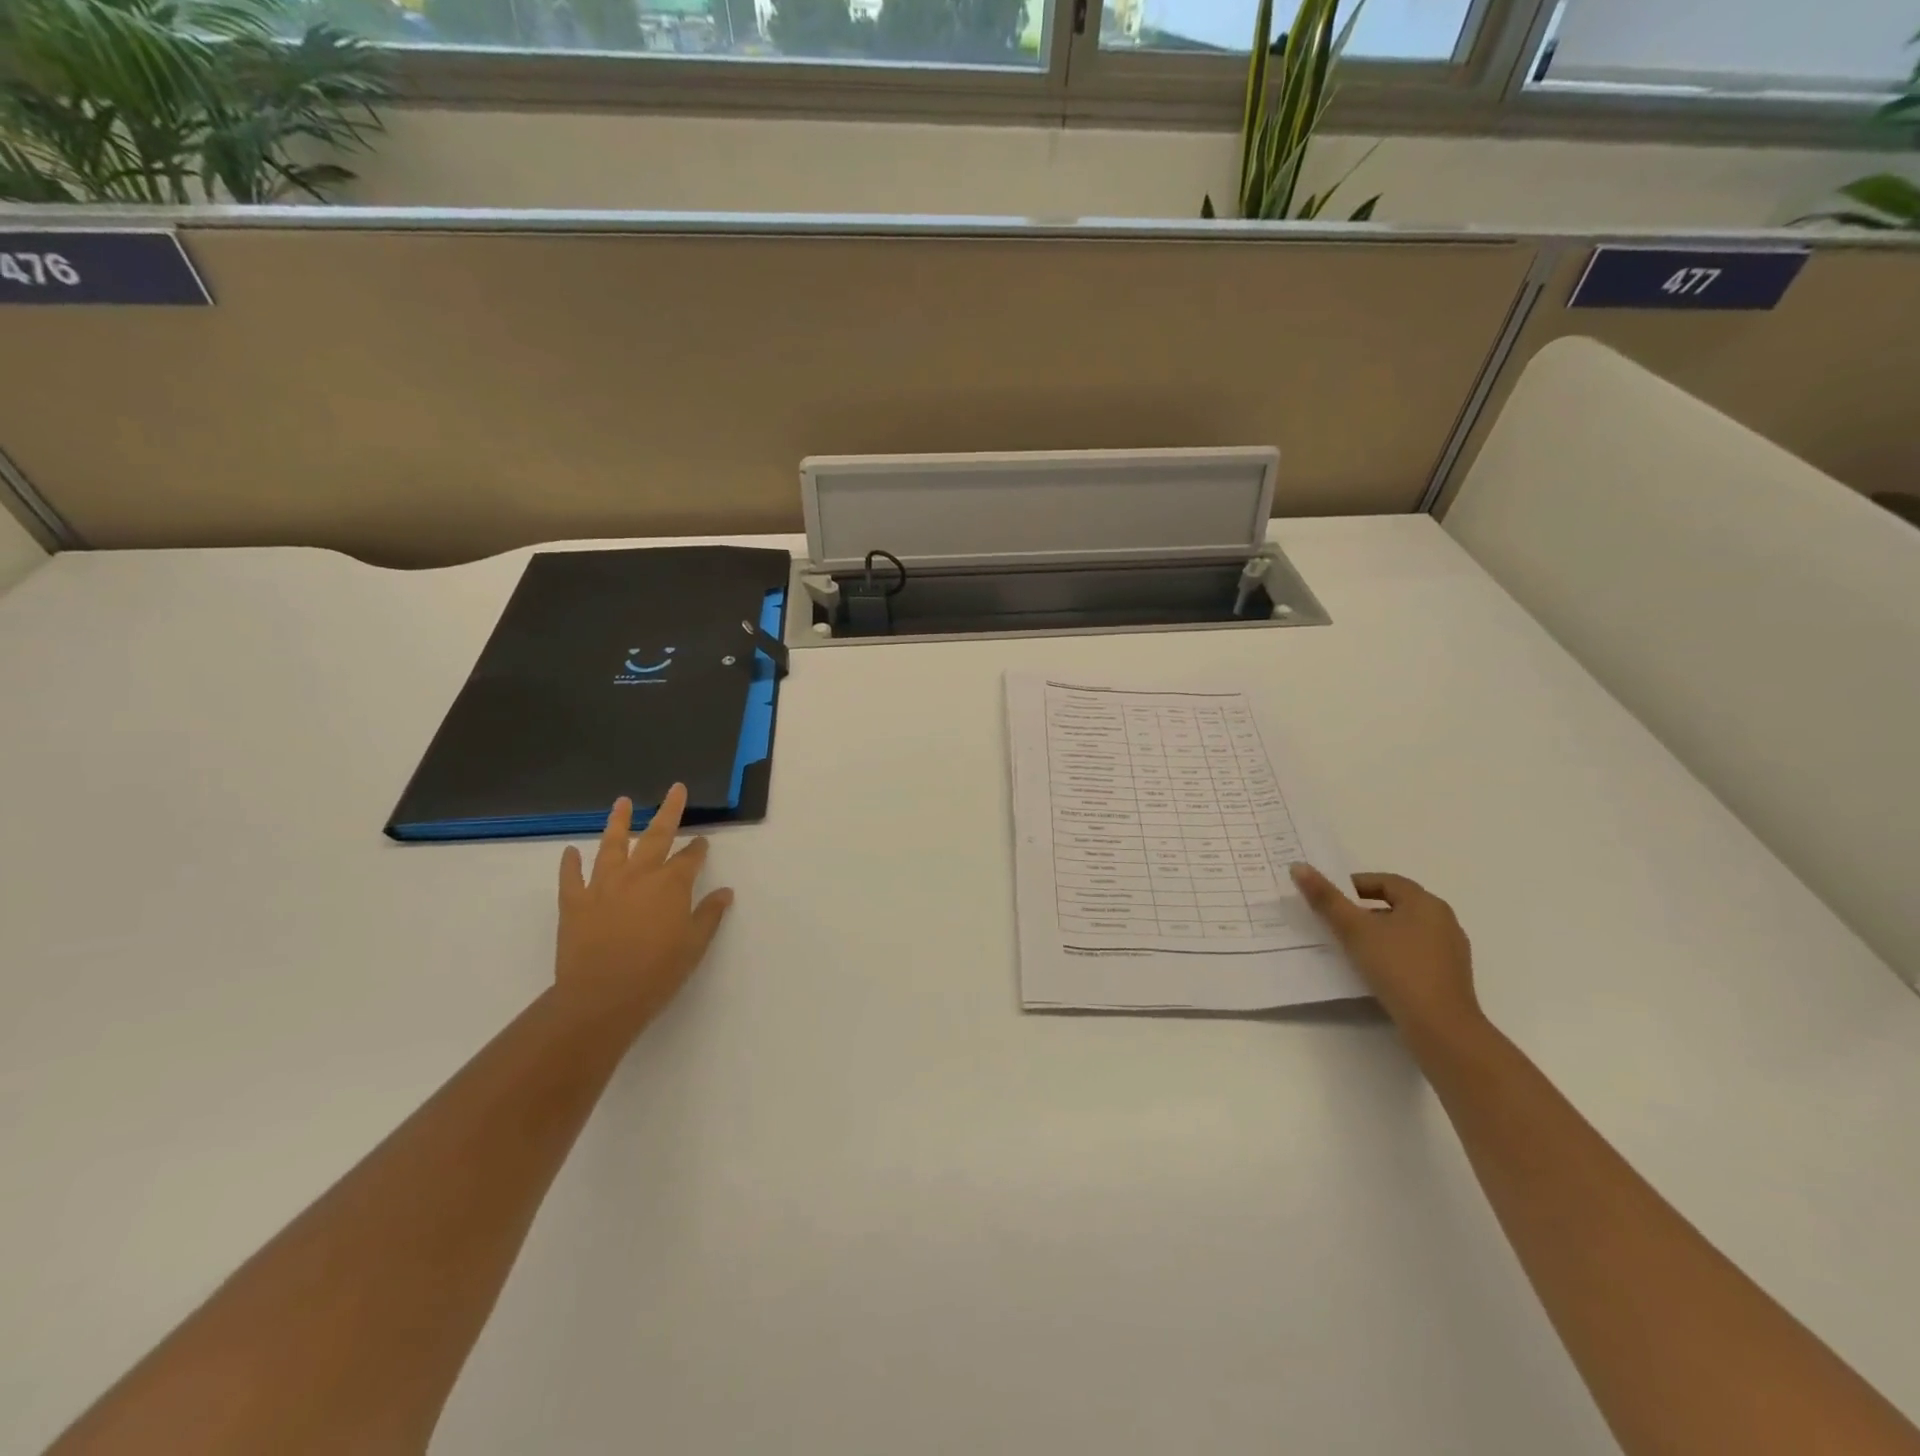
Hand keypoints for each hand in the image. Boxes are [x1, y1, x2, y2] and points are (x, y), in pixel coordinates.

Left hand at [554, 785, 732, 1030]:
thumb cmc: (657, 973)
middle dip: (669, 811)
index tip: (702, 841)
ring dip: (618, 822)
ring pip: (612, 846)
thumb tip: (724, 892)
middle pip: (656, 836)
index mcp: (670, 884)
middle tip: (675, 789)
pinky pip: (571, 877)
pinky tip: (570, 851)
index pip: (689, 858)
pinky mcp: (574, 903)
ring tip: (622, 802)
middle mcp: (638, 875)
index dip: (698, 849)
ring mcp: (603, 886)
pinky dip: (570, 863)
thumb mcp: (694, 945)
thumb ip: (709, 915)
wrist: (601, 998)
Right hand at [1290, 865, 1480, 1045]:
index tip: (1330, 898)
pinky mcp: (1449, 976)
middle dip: (1364, 910)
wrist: (1440, 1027)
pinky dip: (1392, 953)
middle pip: (1397, 905)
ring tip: (1351, 946)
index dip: (1355, 885)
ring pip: (1406, 930)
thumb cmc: (1397, 968)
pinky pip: (1415, 953)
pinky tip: (1375, 969)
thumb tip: (1298, 866)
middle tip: (1335, 921)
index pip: (1386, 881)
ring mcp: (1451, 951)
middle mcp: (1444, 920)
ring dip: (1378, 932)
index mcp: (1425, 903)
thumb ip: (1326, 898)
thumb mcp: (1354, 930)